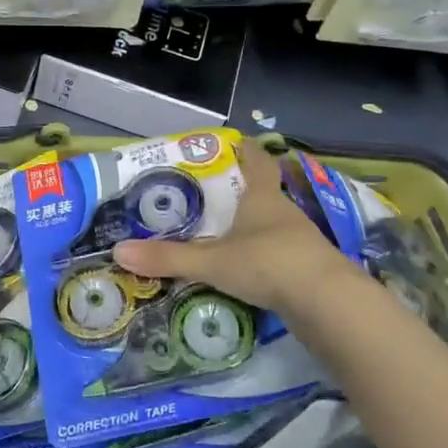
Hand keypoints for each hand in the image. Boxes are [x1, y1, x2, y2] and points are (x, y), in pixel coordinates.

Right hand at [112, 137, 354, 310]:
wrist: (329, 304)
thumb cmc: (269, 263)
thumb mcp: (212, 261)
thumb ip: (168, 258)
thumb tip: (118, 252)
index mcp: (262, 197)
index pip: (257, 160)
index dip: (245, 149)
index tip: (230, 142)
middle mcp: (282, 212)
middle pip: (261, 192)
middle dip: (237, 192)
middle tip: (204, 194)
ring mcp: (298, 242)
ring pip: (268, 225)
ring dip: (247, 227)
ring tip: (215, 233)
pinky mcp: (305, 269)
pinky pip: (275, 254)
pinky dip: (257, 256)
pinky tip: (239, 269)